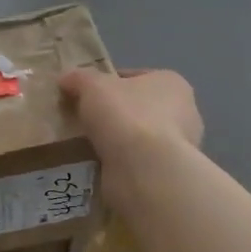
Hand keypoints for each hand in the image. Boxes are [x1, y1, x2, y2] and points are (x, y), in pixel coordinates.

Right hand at [58, 67, 203, 165]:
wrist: (144, 171)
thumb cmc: (125, 116)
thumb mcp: (92, 85)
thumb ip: (79, 78)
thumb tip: (67, 79)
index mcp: (171, 83)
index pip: (134, 77)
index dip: (107, 83)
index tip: (84, 95)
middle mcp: (183, 112)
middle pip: (137, 108)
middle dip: (111, 114)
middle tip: (81, 121)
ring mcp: (178, 146)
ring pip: (136, 137)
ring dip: (115, 141)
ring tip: (84, 145)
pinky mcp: (167, 173)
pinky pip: (136, 161)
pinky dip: (118, 162)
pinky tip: (96, 164)